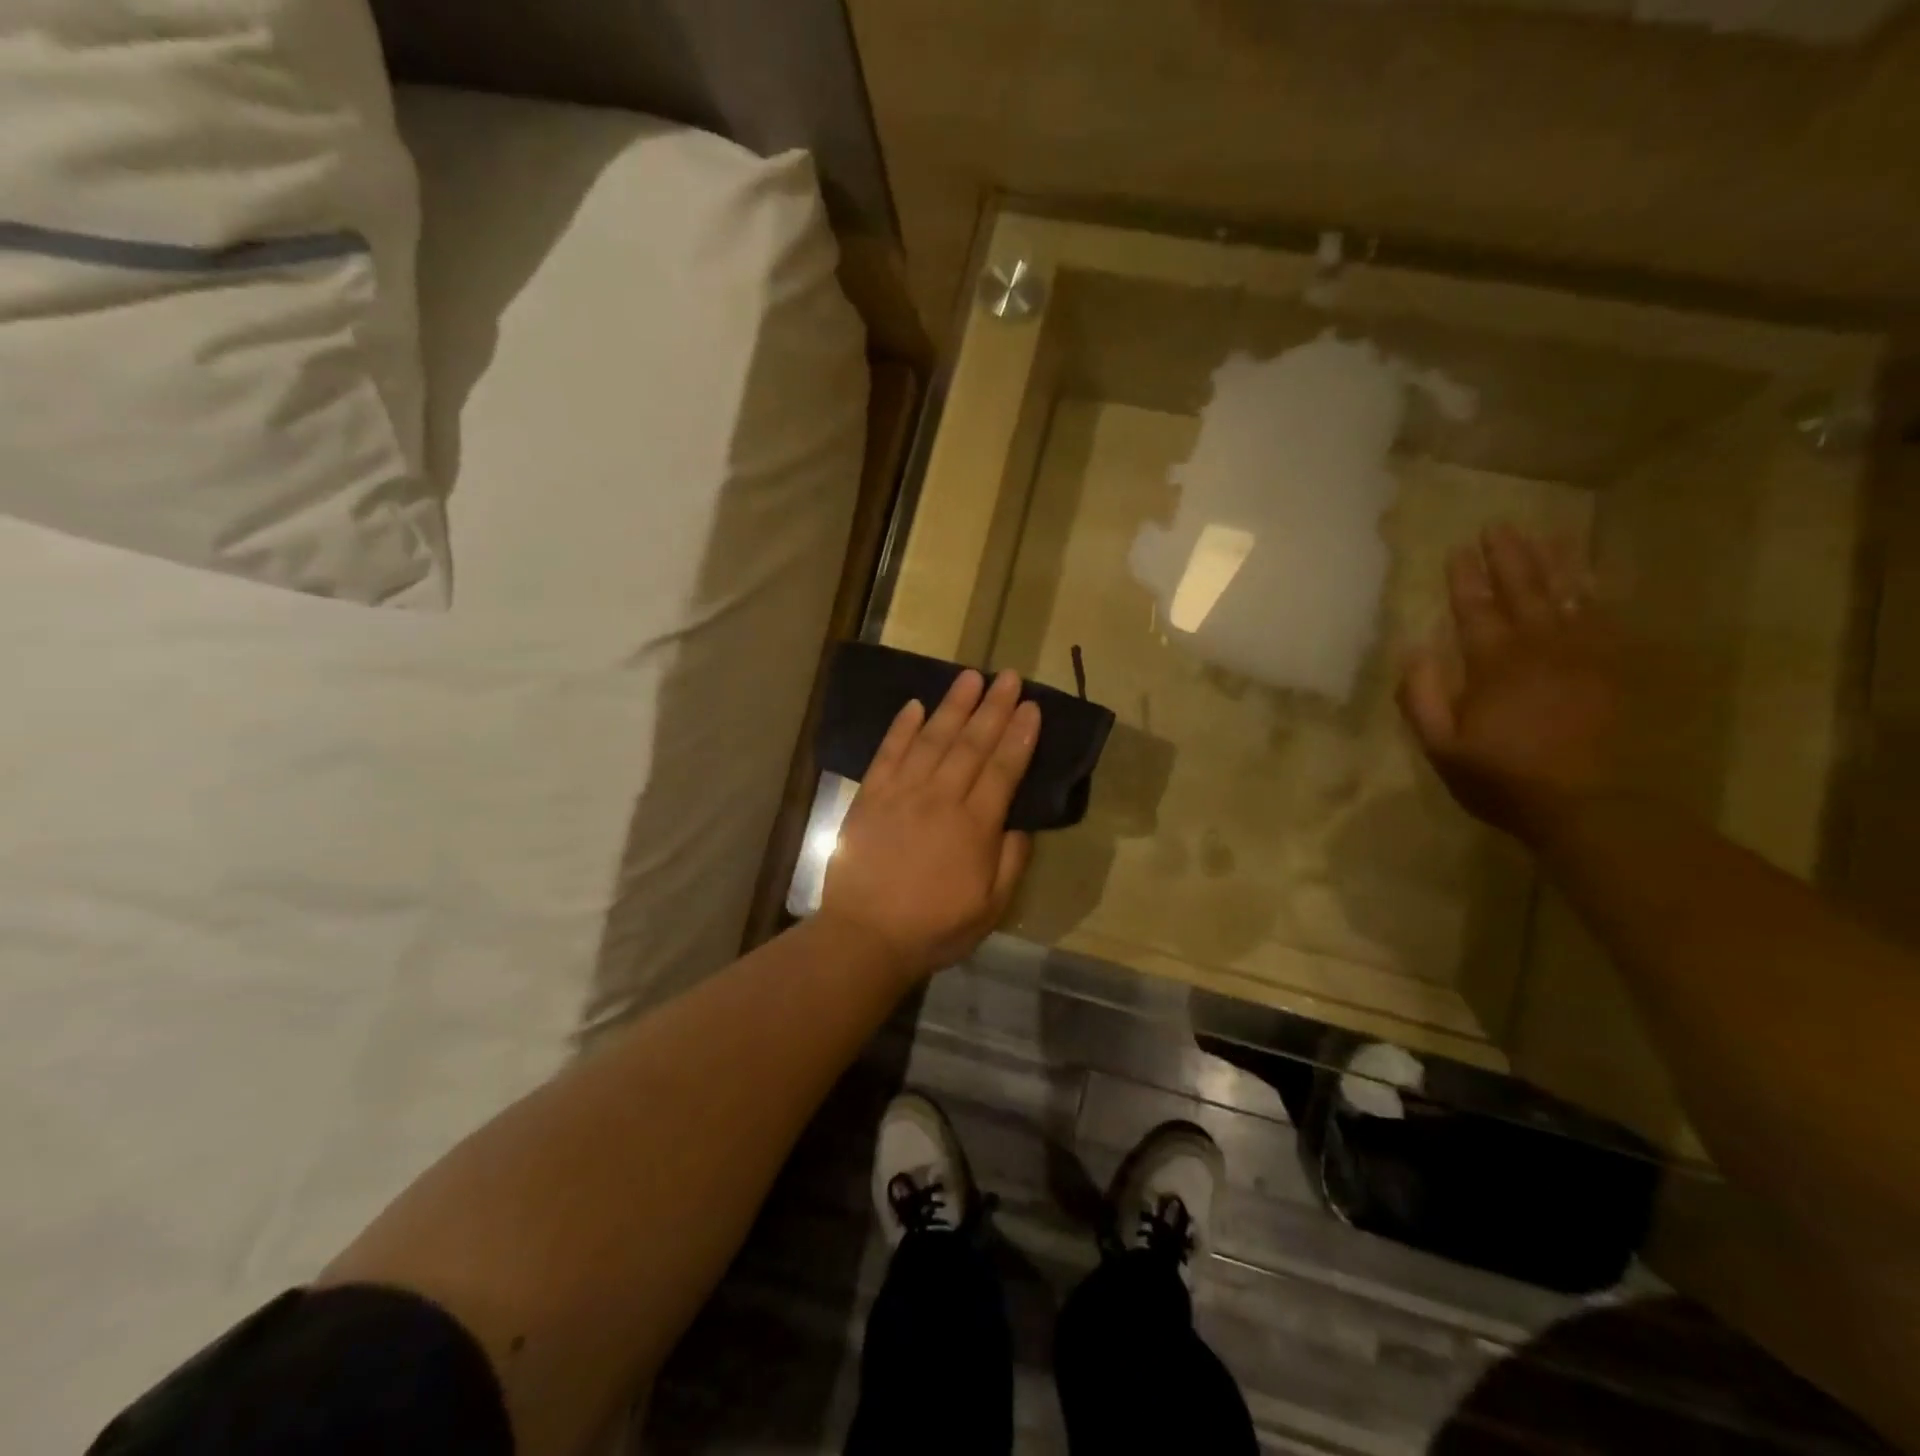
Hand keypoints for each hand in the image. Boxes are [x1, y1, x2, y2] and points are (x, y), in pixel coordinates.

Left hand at [820, 668, 1039, 980]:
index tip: (1031, 706)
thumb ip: (1011, 863)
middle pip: (971, 744)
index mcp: (974, 826)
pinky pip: (888, 753)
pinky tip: (914, 705)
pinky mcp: (870, 797)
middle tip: (1007, 676)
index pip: (1003, 769)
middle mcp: (940, 798)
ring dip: (953, 706)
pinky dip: (901, 728)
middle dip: (993, 708)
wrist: (865, 937)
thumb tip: (1020, 825)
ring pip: (932, 739)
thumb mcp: (990, 908)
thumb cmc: (934, 927)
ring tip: (969, 677)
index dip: (1019, 735)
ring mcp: (901, 793)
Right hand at [1398, 525, 1621, 847]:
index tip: (1457, 550)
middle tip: (1499, 526)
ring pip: (1568, 595)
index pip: (1474, 610)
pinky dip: (1598, 591)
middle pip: (1522, 591)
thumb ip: (1422, 697)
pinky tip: (1592, 576)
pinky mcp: (1617, 668)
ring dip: (1553, 563)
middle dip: (1508, 557)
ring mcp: (1584, 654)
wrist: (1590, 805)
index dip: (1464, 579)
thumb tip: (1414, 650)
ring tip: (1544, 534)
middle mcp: (1539, 647)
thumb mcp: (1441, 747)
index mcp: (1493, 665)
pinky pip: (1608, 617)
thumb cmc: (1503, 778)